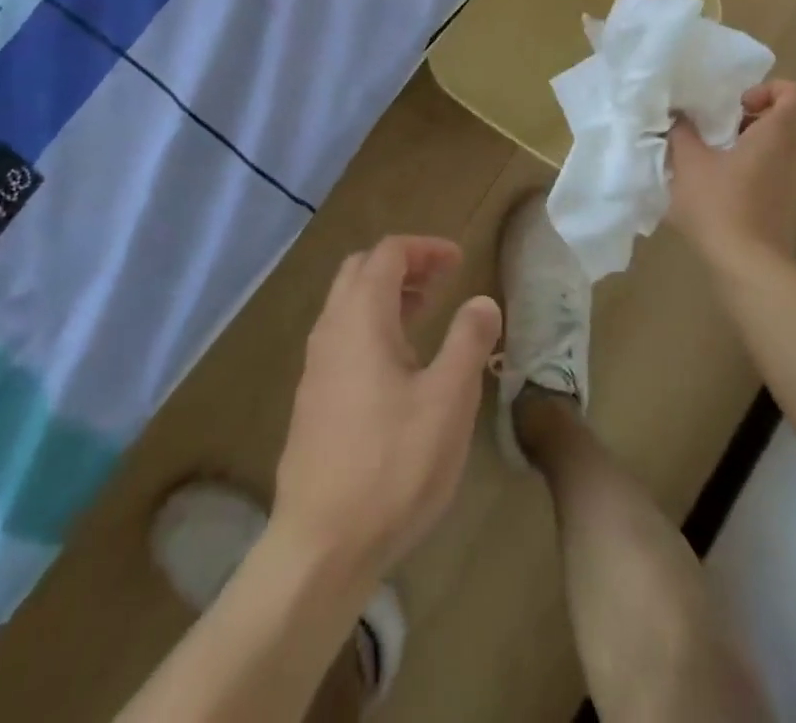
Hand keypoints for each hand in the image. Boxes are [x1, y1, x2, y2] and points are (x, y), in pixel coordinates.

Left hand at [271, 236, 502, 592]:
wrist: (321, 547)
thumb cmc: (392, 465)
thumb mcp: (448, 400)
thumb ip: (468, 341)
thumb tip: (482, 301)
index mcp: (361, 318)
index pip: (388, 253)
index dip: (425, 248)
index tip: (459, 260)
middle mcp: (331, 330)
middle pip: (361, 271)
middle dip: (403, 265)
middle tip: (442, 280)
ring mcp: (316, 366)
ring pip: (349, 305)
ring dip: (387, 296)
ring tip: (427, 313)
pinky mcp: (313, 399)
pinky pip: (343, 337)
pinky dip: (373, 326)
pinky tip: (401, 364)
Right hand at [667, 79, 795, 267]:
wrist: (748, 266)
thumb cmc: (720, 205)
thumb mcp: (689, 162)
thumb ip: (682, 131)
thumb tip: (679, 115)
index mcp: (778, 134)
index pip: (790, 92)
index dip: (764, 89)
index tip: (734, 105)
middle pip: (782, 119)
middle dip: (748, 118)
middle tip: (715, 130)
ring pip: (778, 148)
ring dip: (748, 145)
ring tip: (713, 159)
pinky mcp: (790, 205)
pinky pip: (776, 172)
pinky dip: (753, 170)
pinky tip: (721, 188)